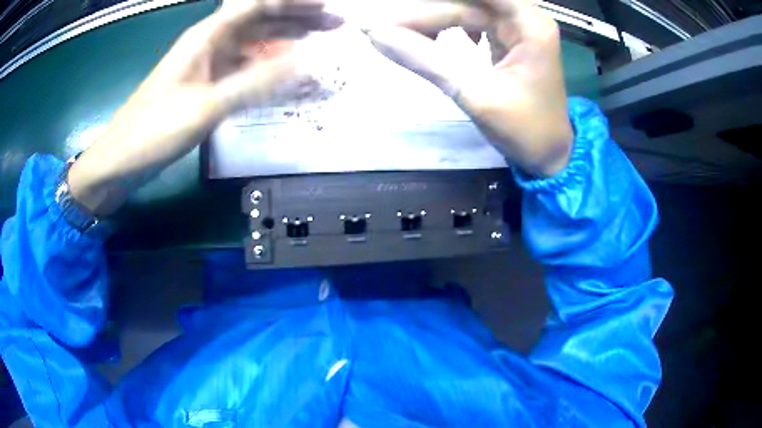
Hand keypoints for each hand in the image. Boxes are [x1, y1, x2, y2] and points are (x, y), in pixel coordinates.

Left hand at [68, 0, 341, 215]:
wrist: (122, 159)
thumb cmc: (153, 130)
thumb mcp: (205, 106)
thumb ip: (255, 82)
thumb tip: (305, 62)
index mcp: (207, 36)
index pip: (258, 5)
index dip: (294, 2)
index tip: (328, 6)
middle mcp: (211, 43)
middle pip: (261, 20)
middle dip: (299, 18)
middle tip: (336, 25)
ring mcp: (209, 65)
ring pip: (255, 43)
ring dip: (287, 40)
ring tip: (320, 43)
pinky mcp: (207, 86)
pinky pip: (245, 69)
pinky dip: (268, 69)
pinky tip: (286, 74)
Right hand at [364, 0, 572, 176]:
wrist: (549, 155)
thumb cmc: (524, 129)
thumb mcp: (473, 94)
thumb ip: (425, 60)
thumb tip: (375, 35)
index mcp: (529, 24)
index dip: (431, 4)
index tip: (393, 11)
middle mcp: (524, 17)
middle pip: (468, 2)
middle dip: (426, 12)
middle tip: (384, 28)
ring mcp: (516, 27)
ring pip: (465, 9)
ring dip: (433, 19)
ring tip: (400, 33)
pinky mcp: (507, 39)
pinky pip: (471, 22)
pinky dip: (447, 27)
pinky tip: (434, 38)